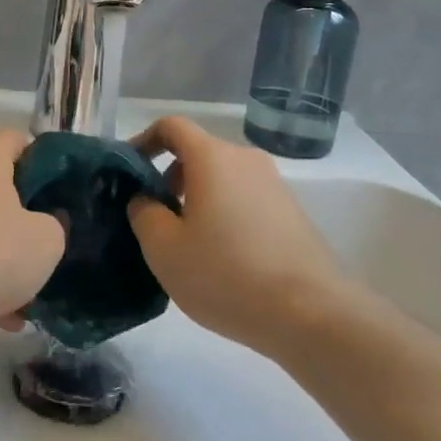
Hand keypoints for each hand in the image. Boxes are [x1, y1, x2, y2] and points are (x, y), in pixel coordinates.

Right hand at [128, 116, 344, 353]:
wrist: (312, 314)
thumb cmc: (226, 274)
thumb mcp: (164, 248)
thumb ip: (143, 212)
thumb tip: (145, 198)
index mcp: (212, 157)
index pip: (171, 126)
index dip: (143, 141)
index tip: (128, 172)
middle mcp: (246, 160)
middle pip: (197, 153)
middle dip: (168, 178)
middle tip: (154, 220)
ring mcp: (274, 185)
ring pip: (222, 179)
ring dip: (197, 200)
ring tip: (187, 245)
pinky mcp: (292, 213)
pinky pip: (245, 200)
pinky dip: (224, 215)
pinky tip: (222, 259)